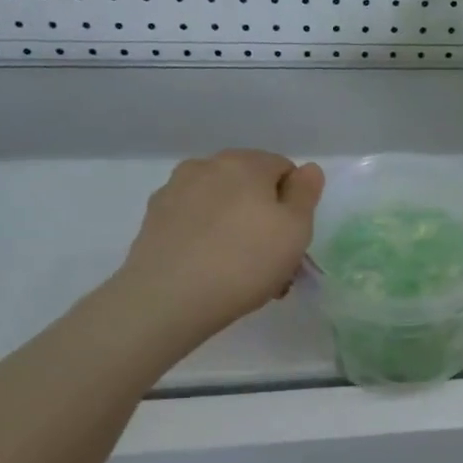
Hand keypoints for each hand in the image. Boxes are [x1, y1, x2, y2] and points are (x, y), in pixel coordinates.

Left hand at [116, 150, 324, 340]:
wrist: (168, 299)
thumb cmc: (245, 262)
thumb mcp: (295, 230)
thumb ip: (306, 194)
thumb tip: (308, 169)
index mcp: (245, 162)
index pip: (284, 169)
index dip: (295, 204)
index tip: (293, 240)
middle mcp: (206, 166)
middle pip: (249, 186)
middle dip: (264, 217)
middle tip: (273, 262)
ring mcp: (175, 191)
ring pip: (221, 206)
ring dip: (236, 229)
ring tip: (241, 273)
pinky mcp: (154, 219)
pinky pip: (195, 222)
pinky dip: (207, 238)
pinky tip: (210, 271)